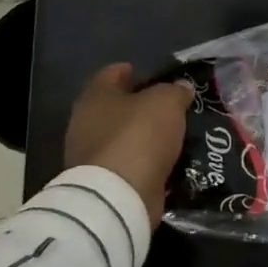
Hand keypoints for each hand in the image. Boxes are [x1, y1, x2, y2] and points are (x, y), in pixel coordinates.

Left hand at [63, 64, 193, 228]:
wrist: (118, 196)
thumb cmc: (138, 136)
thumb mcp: (166, 103)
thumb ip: (175, 91)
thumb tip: (181, 88)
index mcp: (96, 97)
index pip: (111, 74)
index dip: (128, 70)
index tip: (146, 72)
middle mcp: (86, 123)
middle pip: (115, 107)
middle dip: (138, 106)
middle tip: (166, 106)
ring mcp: (90, 156)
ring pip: (121, 137)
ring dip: (142, 136)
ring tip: (171, 134)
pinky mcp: (101, 183)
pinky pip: (127, 164)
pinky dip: (143, 161)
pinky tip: (164, 160)